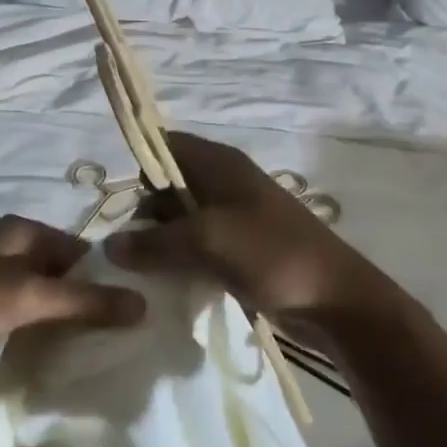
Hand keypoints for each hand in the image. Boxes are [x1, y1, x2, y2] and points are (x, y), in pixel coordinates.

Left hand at [0, 216, 146, 376]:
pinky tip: (50, 350)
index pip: (83, 251)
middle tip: (117, 337)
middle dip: (86, 300)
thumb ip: (85, 302)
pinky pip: (19, 310)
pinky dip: (36, 325)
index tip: (132, 316)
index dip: (107, 280)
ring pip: (40, 292)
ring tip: (91, 348)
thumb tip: (144, 304)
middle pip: (62, 271)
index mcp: (22, 229)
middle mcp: (7, 244)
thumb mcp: (27, 298)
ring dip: (61, 316)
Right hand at [105, 133, 397, 326]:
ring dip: (161, 242)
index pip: (164, 145)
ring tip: (141, 271)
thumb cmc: (273, 255)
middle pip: (168, 186)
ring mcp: (234, 217)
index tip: (116, 204)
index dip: (138, 166)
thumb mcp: (207, 241)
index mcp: (220, 164)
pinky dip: (181, 260)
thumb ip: (155, 241)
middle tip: (128, 249)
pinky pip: (197, 247)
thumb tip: (111, 246)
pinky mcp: (239, 249)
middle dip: (144, 213)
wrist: (335, 301)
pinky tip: (168, 283)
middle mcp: (224, 183)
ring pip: (180, 220)